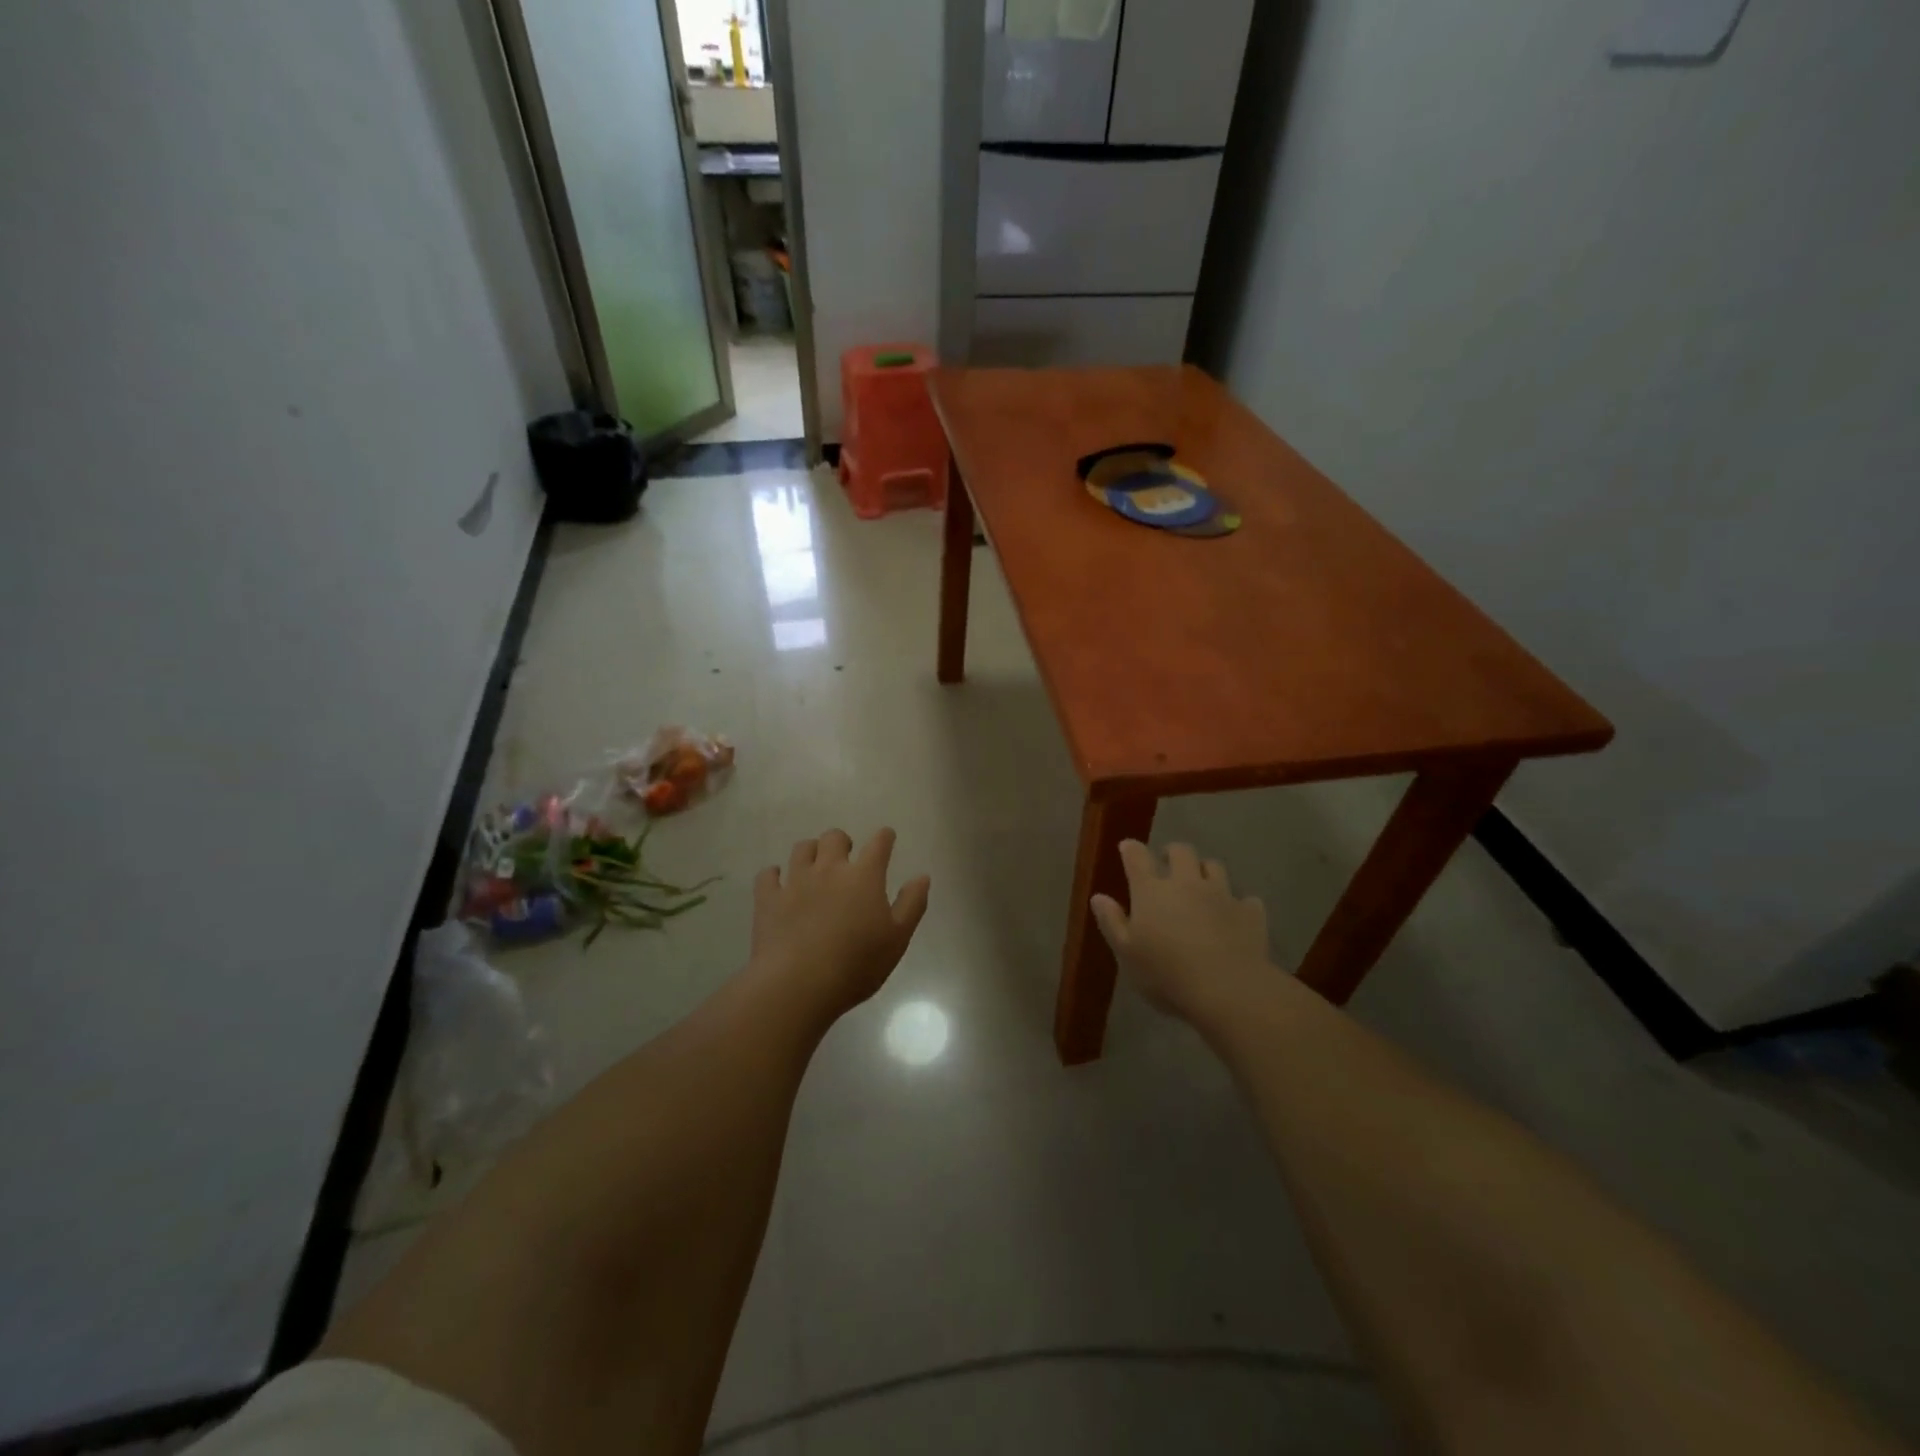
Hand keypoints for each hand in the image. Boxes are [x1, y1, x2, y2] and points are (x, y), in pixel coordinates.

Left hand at [750, 828, 930, 1015]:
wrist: (798, 984)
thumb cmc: (857, 964)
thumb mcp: (897, 939)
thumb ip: (912, 904)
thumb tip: (922, 876)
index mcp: (864, 876)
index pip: (878, 844)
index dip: (884, 837)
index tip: (886, 838)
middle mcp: (829, 869)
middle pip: (834, 837)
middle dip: (842, 842)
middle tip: (846, 858)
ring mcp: (795, 881)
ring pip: (801, 849)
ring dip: (810, 853)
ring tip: (814, 868)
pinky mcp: (768, 899)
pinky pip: (768, 875)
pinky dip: (775, 875)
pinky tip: (779, 884)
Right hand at [1091, 841, 1275, 1021]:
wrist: (1228, 990)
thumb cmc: (1166, 974)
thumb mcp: (1127, 953)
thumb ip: (1112, 922)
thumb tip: (1098, 897)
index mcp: (1151, 891)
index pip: (1137, 857)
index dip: (1131, 849)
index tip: (1127, 847)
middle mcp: (1187, 883)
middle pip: (1181, 852)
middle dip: (1172, 853)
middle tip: (1167, 864)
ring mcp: (1222, 894)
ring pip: (1214, 867)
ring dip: (1205, 871)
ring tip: (1201, 885)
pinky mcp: (1250, 913)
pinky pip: (1246, 900)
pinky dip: (1238, 904)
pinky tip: (1235, 916)